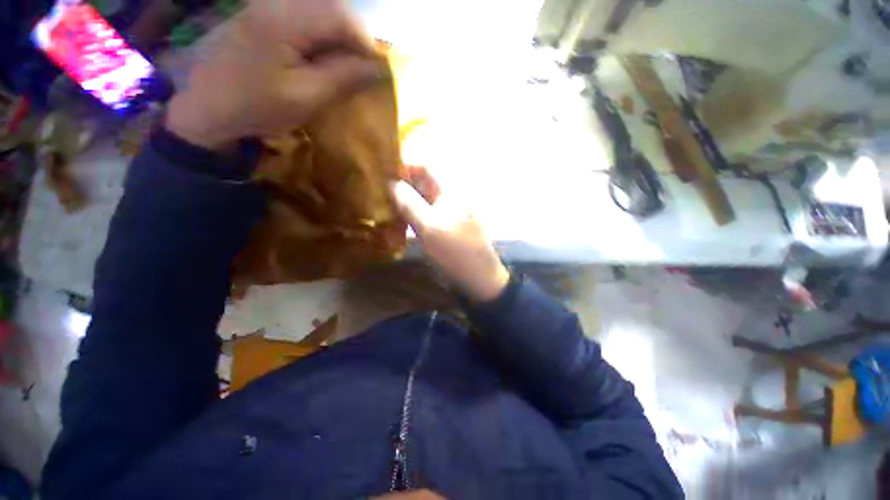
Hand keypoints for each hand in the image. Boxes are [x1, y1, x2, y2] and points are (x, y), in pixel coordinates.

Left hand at [166, 0, 383, 149]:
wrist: (208, 106)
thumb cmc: (257, 106)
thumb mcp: (306, 97)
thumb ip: (343, 77)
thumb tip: (378, 67)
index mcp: (285, 20)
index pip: (341, 17)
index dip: (367, 42)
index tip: (380, 70)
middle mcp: (277, 1)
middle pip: (332, 6)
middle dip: (355, 37)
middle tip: (364, 68)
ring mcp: (268, 4)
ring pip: (320, 9)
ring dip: (341, 35)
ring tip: (347, 64)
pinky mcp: (264, 13)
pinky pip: (305, 14)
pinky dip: (323, 34)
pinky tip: (324, 55)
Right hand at [391, 167, 509, 302]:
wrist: (478, 277)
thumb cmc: (455, 251)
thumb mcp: (429, 227)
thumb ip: (409, 203)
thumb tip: (390, 183)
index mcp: (451, 190)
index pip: (426, 166)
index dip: (404, 166)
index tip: (381, 172)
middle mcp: (451, 196)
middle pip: (424, 182)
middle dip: (402, 184)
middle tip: (378, 191)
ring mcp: (450, 211)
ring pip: (423, 198)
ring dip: (405, 199)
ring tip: (384, 204)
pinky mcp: (447, 225)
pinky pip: (427, 212)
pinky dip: (412, 213)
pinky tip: (399, 219)